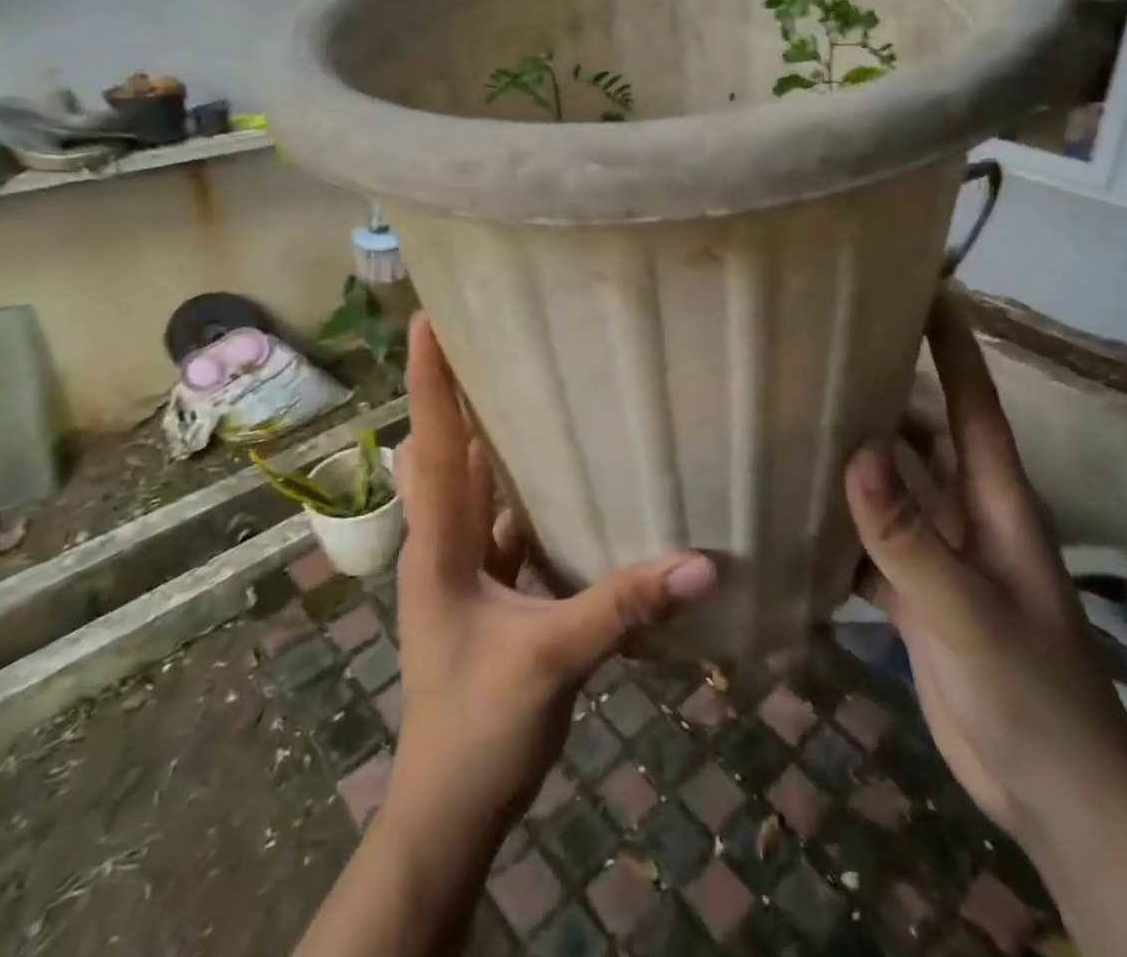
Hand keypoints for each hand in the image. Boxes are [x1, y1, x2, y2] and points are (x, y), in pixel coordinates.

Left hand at [387, 315, 717, 840]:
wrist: (451, 806)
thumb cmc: (478, 727)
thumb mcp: (552, 660)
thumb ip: (623, 606)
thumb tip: (700, 561)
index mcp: (437, 545)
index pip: (432, 446)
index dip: (427, 381)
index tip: (425, 320)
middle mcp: (442, 542)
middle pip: (446, 451)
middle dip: (459, 393)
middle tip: (490, 335)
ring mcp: (461, 566)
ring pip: (474, 484)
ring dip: (491, 438)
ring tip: (528, 383)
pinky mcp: (486, 588)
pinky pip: (502, 520)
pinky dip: (522, 490)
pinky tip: (561, 473)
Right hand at [847, 283, 1126, 850]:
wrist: (1054, 796)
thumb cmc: (1032, 692)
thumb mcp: (968, 610)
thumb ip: (910, 535)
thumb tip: (858, 450)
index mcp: (996, 500)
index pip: (973, 402)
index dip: (952, 345)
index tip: (924, 288)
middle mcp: (967, 513)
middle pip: (921, 437)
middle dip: (882, 395)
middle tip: (820, 355)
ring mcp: (941, 555)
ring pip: (890, 489)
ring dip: (852, 462)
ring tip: (793, 423)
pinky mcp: (917, 595)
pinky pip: (871, 544)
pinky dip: (839, 529)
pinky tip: (794, 516)